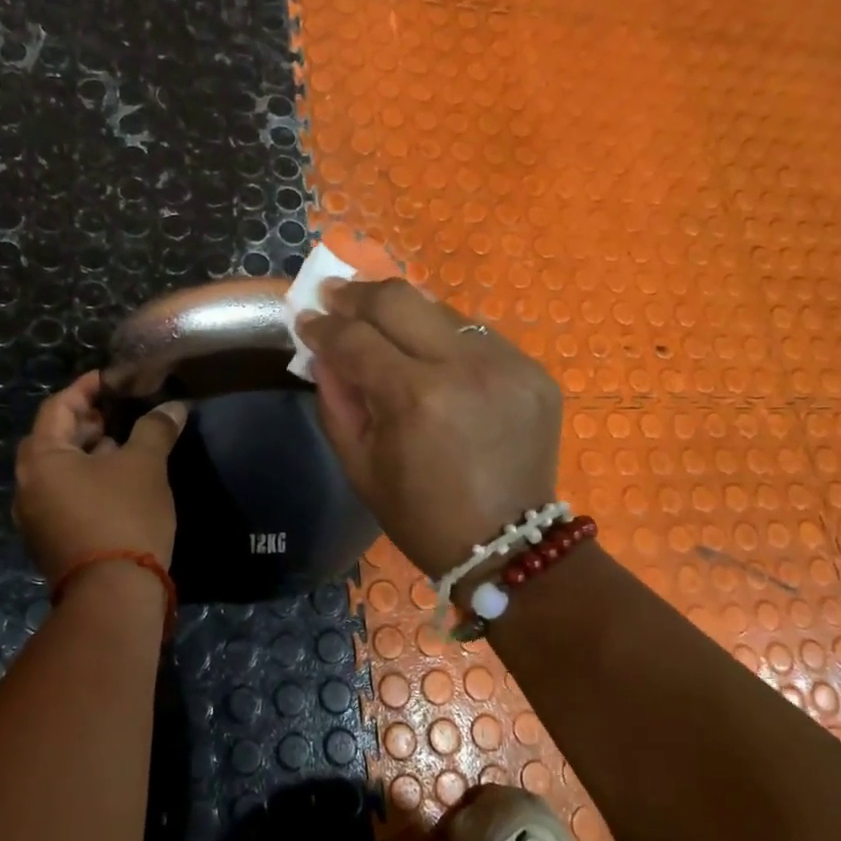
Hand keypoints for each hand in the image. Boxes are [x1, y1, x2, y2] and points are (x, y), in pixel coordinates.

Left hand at [13, 371, 187, 580]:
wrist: (114, 594)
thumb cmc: (125, 516)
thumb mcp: (145, 465)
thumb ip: (155, 429)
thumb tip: (172, 407)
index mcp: (41, 459)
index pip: (58, 407)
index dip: (86, 389)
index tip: (111, 379)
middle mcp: (27, 485)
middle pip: (53, 439)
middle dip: (86, 422)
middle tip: (119, 414)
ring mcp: (34, 517)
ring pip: (58, 471)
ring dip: (87, 453)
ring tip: (124, 447)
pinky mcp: (49, 541)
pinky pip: (63, 496)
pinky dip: (86, 481)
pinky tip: (117, 484)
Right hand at [297, 279, 561, 577]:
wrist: (508, 546)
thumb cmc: (421, 516)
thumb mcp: (360, 466)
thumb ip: (335, 400)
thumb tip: (321, 351)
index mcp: (416, 398)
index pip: (355, 338)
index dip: (323, 326)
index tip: (305, 319)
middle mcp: (465, 366)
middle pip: (400, 299)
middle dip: (358, 294)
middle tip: (335, 295)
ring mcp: (508, 364)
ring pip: (442, 310)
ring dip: (404, 314)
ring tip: (381, 324)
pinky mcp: (534, 371)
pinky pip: (477, 335)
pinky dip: (445, 339)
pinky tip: (432, 357)